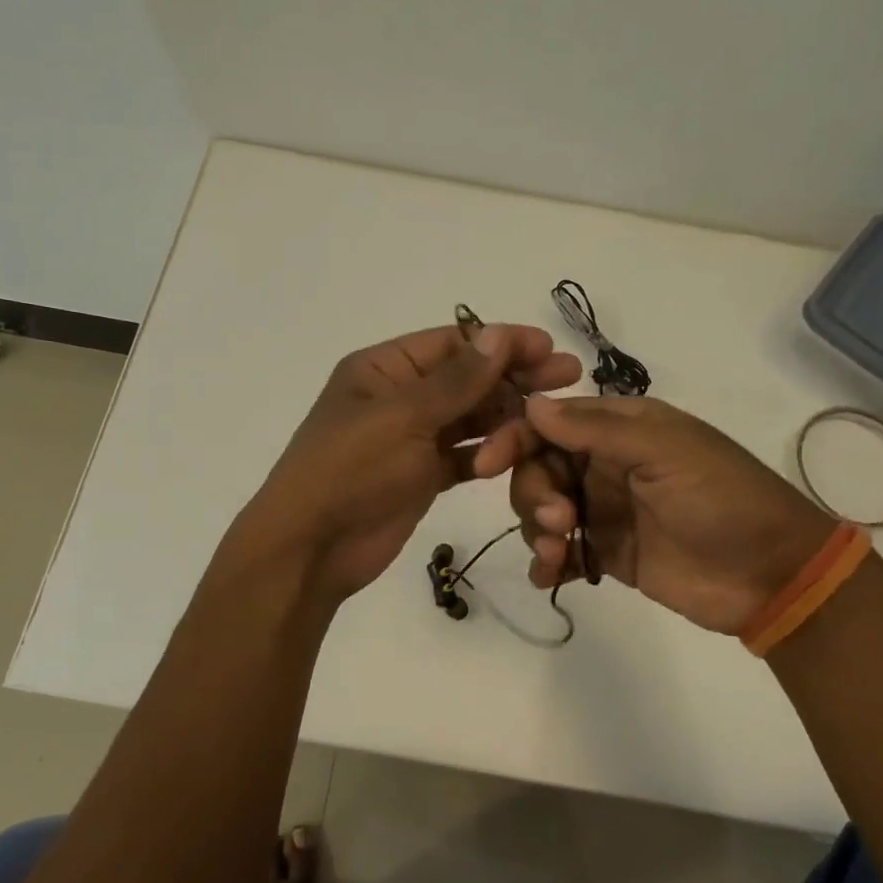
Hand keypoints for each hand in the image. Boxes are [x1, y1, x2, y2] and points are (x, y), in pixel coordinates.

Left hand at [243, 323, 581, 601]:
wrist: (311, 549)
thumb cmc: (350, 470)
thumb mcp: (403, 417)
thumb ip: (457, 380)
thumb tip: (499, 334)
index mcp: (384, 369)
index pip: (453, 343)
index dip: (501, 342)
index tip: (549, 347)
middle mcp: (400, 397)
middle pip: (468, 379)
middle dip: (516, 378)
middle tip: (571, 377)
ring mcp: (411, 438)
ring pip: (470, 418)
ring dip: (508, 417)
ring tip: (553, 420)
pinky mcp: (422, 476)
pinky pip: (465, 456)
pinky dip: (490, 453)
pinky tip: (523, 452)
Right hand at [508, 395, 837, 635]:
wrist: (772, 575)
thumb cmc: (722, 498)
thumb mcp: (665, 451)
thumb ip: (596, 430)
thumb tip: (532, 405)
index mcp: (621, 428)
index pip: (551, 422)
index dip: (515, 437)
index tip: (485, 464)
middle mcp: (606, 464)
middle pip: (539, 467)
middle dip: (533, 492)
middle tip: (557, 519)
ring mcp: (605, 510)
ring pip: (543, 509)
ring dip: (537, 528)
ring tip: (558, 553)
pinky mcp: (608, 553)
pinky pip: (562, 551)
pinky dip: (547, 562)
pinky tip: (550, 575)